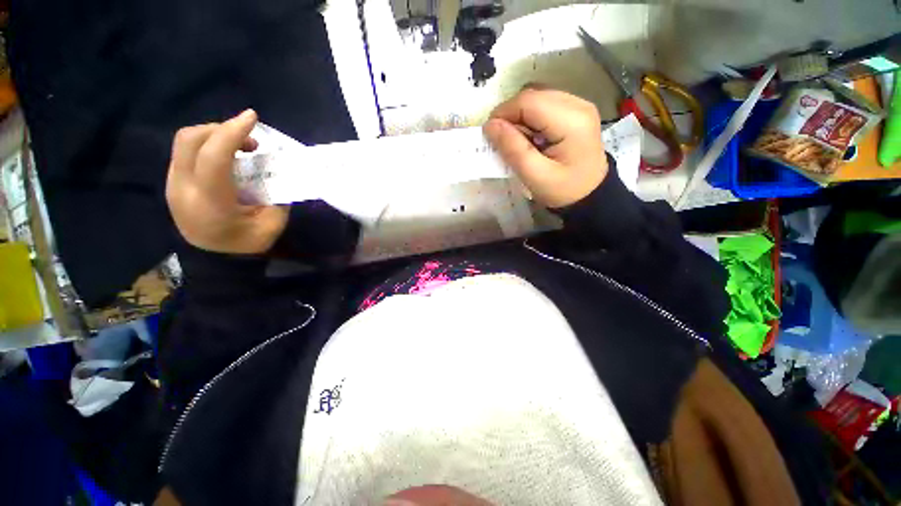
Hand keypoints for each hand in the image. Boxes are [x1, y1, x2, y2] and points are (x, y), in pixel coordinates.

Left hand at [166, 109, 287, 253]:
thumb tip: (275, 170)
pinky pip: (186, 151)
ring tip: (240, 148)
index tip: (252, 117)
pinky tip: (227, 157)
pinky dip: (208, 145)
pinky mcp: (174, 181)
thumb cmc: (246, 244)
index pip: (214, 157)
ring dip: (214, 135)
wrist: (213, 259)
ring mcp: (174, 183)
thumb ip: (275, 196)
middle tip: (249, 140)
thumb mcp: (272, 225)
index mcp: (210, 203)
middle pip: (190, 139)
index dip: (232, 132)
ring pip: (185, 141)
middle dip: (221, 129)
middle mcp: (183, 188)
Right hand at [483, 88, 608, 208]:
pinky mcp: (575, 111)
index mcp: (572, 120)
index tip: (490, 135)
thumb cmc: (563, 190)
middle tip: (503, 141)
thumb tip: (490, 125)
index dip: (503, 113)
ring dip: (520, 117)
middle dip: (511, 116)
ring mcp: (579, 105)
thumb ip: (513, 149)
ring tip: (518, 142)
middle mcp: (578, 104)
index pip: (529, 101)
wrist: (590, 195)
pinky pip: (544, 106)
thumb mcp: (535, 176)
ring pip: (537, 98)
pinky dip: (530, 119)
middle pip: (533, 96)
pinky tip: (531, 138)